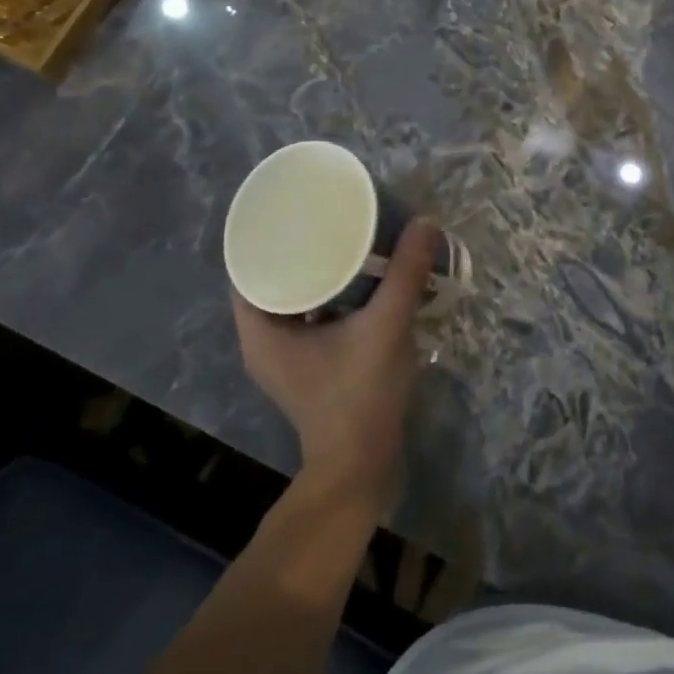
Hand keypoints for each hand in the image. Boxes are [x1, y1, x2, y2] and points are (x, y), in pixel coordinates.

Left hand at [232, 220, 436, 512]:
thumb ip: (405, 273)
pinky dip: (329, 295)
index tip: (298, 208)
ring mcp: (285, 357)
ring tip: (348, 240)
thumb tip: (425, 221)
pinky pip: (310, 316)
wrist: (362, 466)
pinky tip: (359, 280)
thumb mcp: (385, 326)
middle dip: (301, 247)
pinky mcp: (307, 367)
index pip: (248, 266)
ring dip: (318, 271)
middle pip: (273, 278)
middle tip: (331, 218)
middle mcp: (264, 341)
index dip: (268, 234)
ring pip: (294, 298)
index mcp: (261, 330)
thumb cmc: (360, 396)